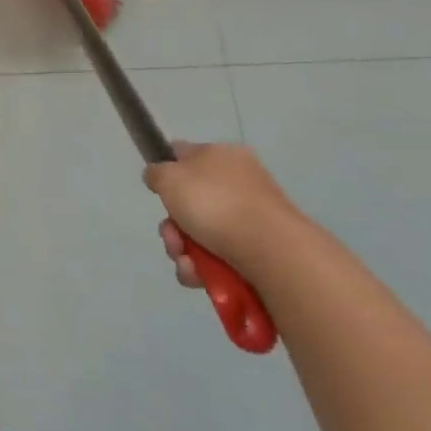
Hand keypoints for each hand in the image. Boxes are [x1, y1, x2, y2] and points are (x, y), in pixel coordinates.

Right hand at [144, 141, 301, 286]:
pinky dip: (205, 268)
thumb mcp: (169, 177)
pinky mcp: (262, 252)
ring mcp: (252, 219)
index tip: (157, 191)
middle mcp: (240, 183)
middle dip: (173, 225)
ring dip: (184, 250)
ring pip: (201, 234)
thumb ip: (156, 173)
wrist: (274, 252)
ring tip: (188, 263)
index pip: (184, 154)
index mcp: (222, 156)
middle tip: (171, 236)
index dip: (166, 170)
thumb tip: (159, 176)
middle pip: (189, 202)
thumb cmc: (215, 203)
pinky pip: (221, 257)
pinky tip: (201, 276)